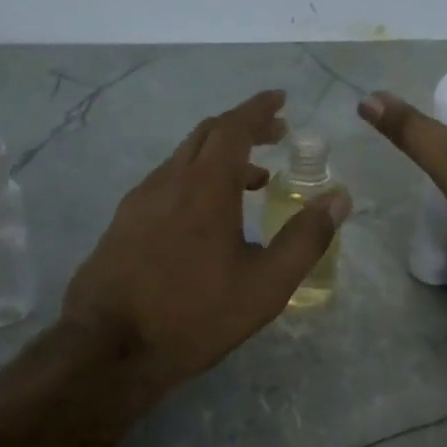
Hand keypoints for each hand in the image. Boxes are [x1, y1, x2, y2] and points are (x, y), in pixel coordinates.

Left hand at [63, 90, 351, 385]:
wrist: (108, 347)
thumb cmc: (194, 315)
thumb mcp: (265, 286)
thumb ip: (305, 239)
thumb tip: (339, 198)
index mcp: (205, 186)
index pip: (234, 127)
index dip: (259, 109)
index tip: (280, 99)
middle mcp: (168, 181)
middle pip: (206, 134)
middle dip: (243, 127)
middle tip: (275, 136)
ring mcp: (139, 200)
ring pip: (183, 158)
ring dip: (219, 156)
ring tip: (252, 180)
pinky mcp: (122, 222)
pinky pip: (166, 182)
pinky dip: (195, 178)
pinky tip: (206, 215)